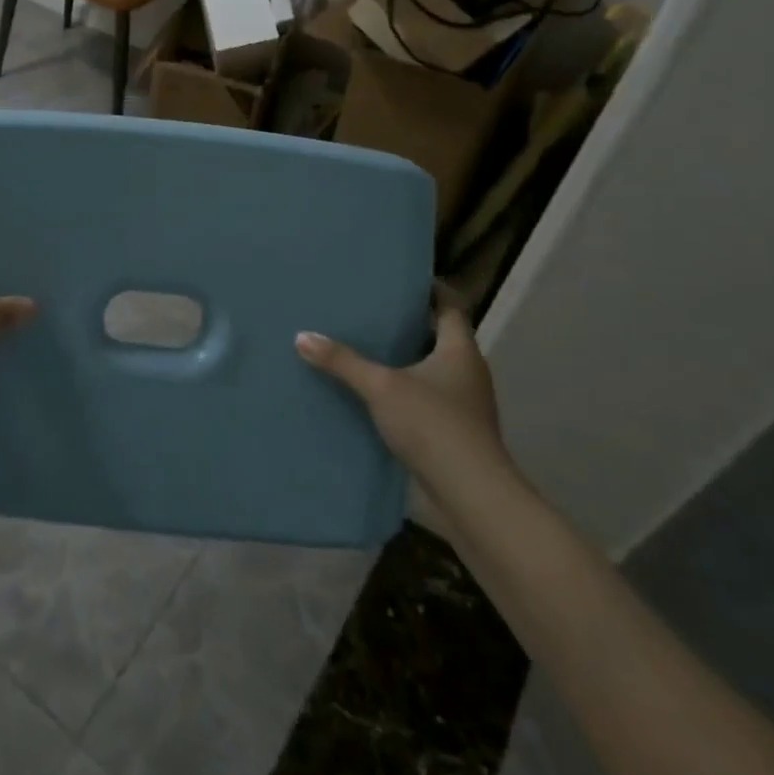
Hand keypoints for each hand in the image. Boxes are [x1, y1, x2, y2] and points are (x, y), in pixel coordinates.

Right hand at [296, 285, 512, 519]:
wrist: (471, 494)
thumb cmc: (433, 425)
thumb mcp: (381, 386)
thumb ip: (342, 361)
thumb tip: (302, 336)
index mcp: (460, 351)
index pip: (451, 307)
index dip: (431, 290)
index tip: (402, 279)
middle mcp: (468, 373)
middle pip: (441, 338)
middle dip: (410, 325)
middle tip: (372, 310)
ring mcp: (464, 405)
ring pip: (433, 370)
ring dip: (406, 360)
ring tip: (367, 348)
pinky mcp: (454, 432)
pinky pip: (426, 398)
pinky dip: (404, 390)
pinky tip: (374, 394)